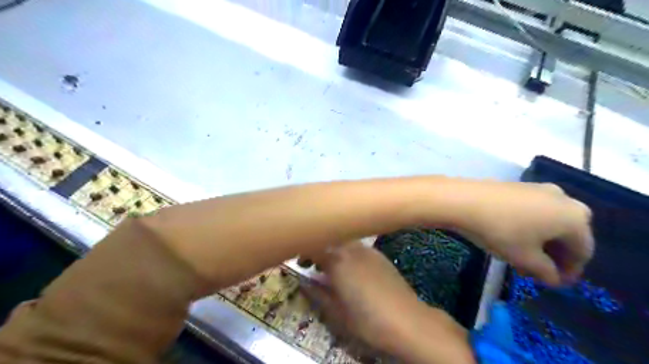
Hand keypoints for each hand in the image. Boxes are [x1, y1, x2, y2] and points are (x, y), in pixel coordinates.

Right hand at [301, 241, 418, 351]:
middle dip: (319, 249)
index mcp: (337, 261)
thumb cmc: (367, 320)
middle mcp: (352, 249)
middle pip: (330, 239)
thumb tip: (304, 284)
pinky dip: (349, 253)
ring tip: (333, 269)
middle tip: (314, 266)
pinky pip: (358, 248)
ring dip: (334, 250)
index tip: (301, 263)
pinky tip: (354, 271)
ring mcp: (368, 250)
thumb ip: (317, 294)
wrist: (407, 321)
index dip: (304, 252)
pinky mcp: (380, 255)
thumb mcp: (336, 312)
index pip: (314, 246)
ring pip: (344, 242)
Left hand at [453, 181, 591, 284]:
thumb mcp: (525, 258)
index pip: (582, 251)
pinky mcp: (520, 185)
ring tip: (521, 257)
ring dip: (540, 242)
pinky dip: (529, 226)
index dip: (570, 271)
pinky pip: (534, 210)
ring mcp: (540, 188)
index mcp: (575, 218)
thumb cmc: (501, 231)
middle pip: (567, 234)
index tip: (555, 283)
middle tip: (537, 271)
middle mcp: (564, 199)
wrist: (465, 200)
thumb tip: (554, 278)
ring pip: (549, 221)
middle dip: (554, 256)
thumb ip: (546, 272)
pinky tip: (512, 237)